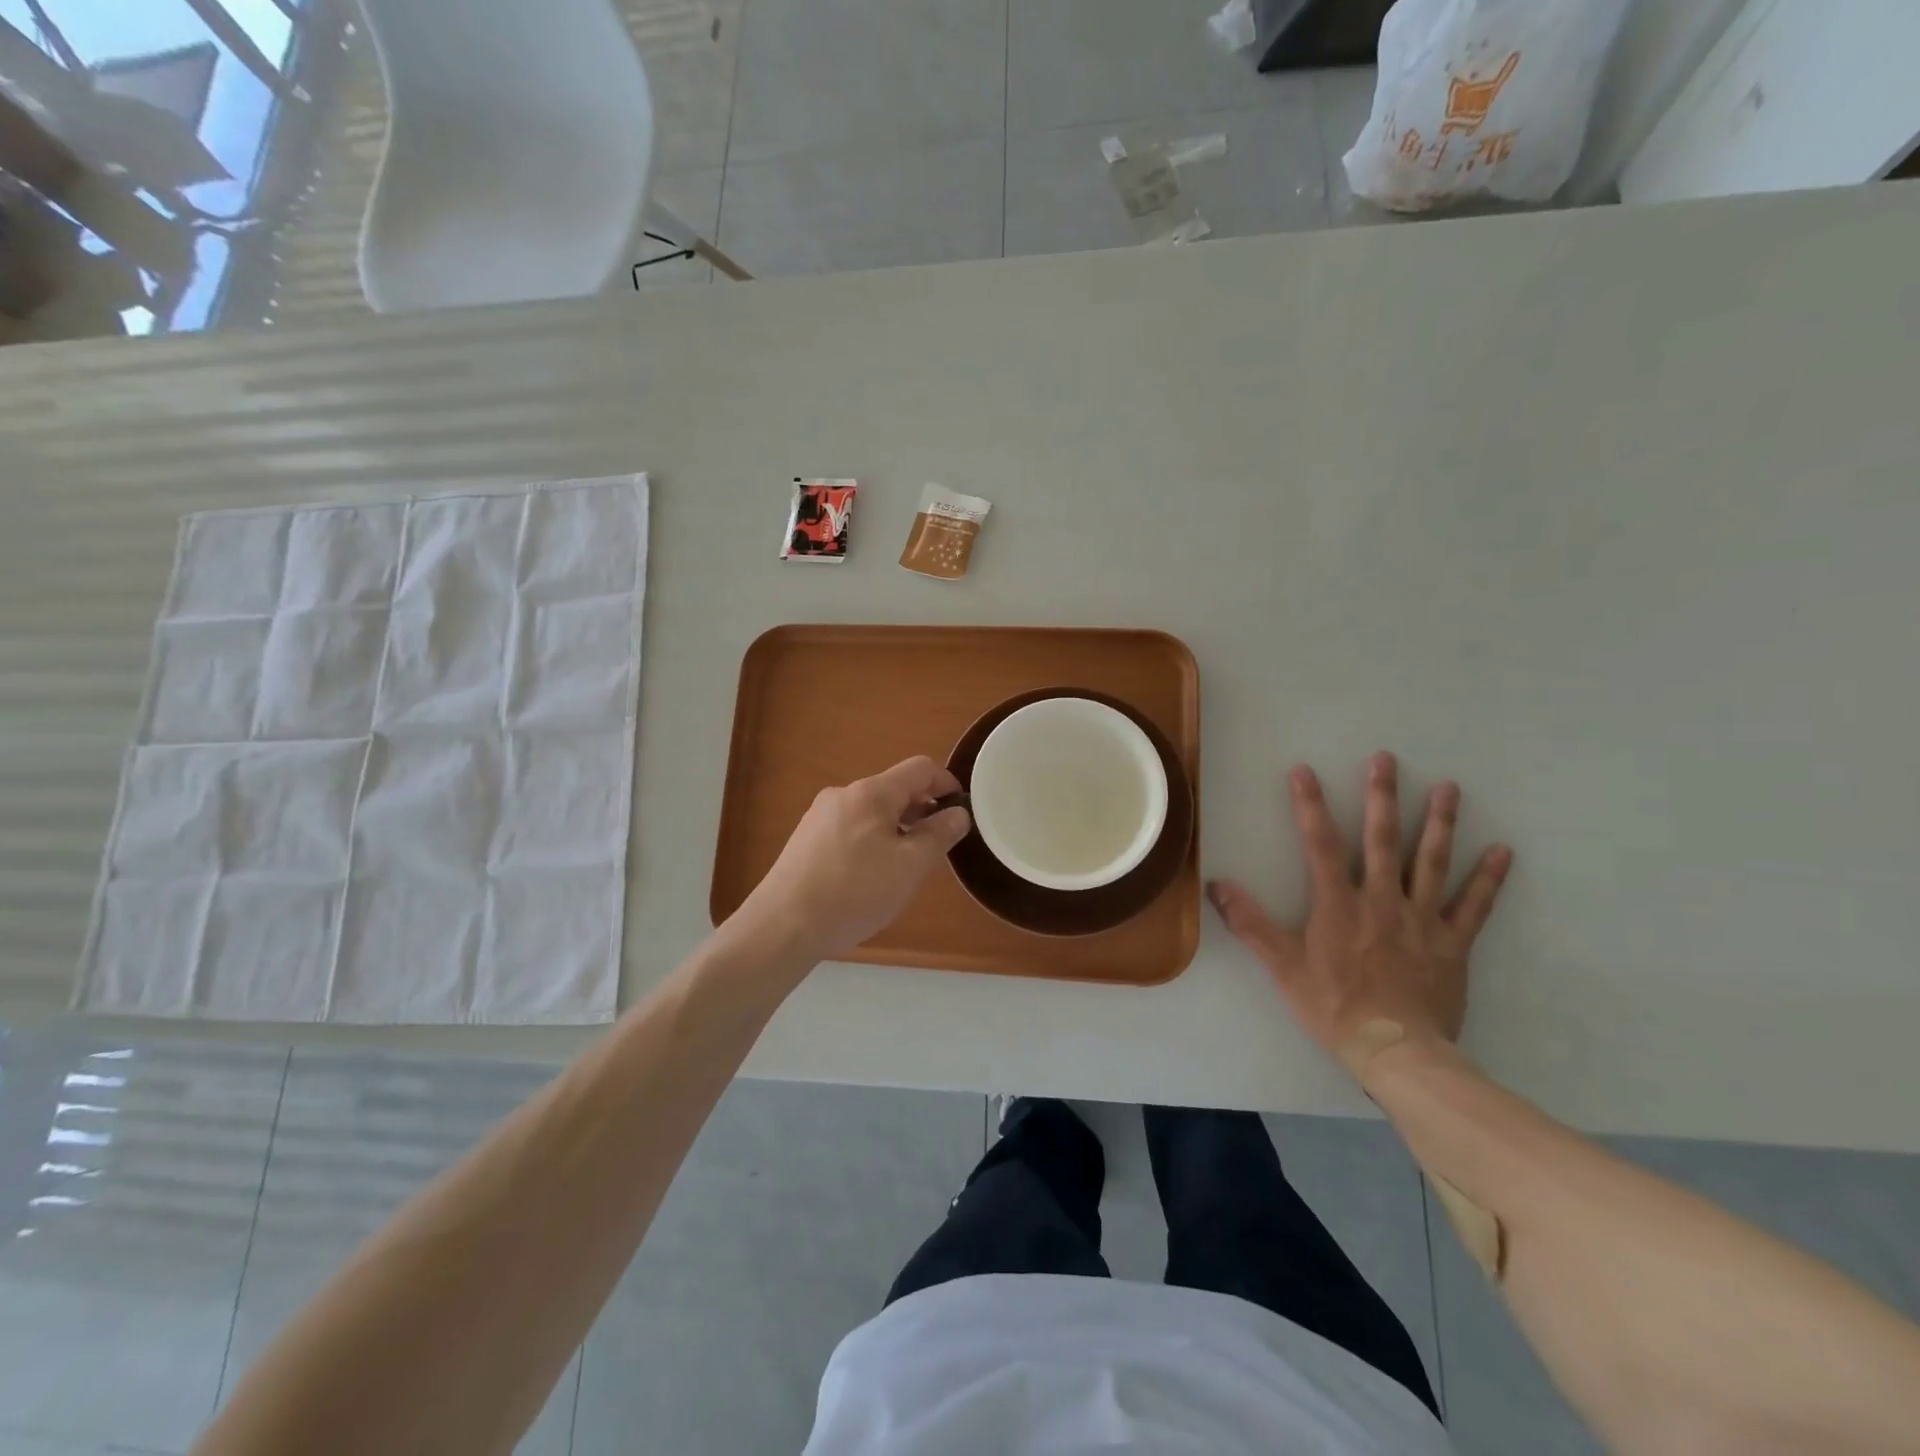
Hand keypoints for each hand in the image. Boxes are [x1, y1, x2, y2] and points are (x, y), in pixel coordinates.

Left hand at [735, 756, 972, 963]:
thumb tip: (958, 814)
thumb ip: (938, 835)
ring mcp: (820, 816)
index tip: (961, 811)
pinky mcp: (806, 839)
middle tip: (937, 845)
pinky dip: (872, 840)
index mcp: (871, 793)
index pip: (920, 768)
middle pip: (894, 788)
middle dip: (922, 810)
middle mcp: (843, 794)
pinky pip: (851, 828)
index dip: (947, 784)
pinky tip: (869, 876)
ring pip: (872, 810)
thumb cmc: (854, 892)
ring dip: (897, 827)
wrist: (783, 925)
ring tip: (905, 865)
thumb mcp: (909, 867)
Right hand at [1208, 751, 1512, 1075]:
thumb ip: (1250, 923)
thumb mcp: (1282, 967)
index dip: (1309, 805)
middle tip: (1386, 759)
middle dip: (1382, 796)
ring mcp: (1423, 920)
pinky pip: (1475, 906)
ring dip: (1440, 822)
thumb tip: (1216, 886)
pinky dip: (1488, 878)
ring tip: (1449, 787)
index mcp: (1338, 904)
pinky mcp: (1454, 943)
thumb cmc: (1333, 1006)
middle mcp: (1382, 900)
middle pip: (1382, 840)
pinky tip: (1502, 851)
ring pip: (1432, 862)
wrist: (1396, 1051)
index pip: (1321, 844)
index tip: (1304, 770)